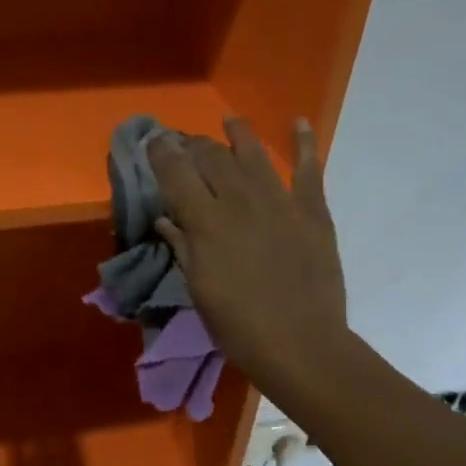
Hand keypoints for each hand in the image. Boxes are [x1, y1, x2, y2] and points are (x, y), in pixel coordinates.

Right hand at [148, 118, 349, 408]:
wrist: (301, 344)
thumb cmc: (238, 326)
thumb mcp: (198, 288)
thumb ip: (182, 246)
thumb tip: (165, 218)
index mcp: (205, 222)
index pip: (175, 173)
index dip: (161, 152)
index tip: (153, 141)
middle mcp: (239, 201)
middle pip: (211, 157)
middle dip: (194, 144)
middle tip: (185, 143)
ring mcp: (279, 201)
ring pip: (254, 154)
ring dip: (238, 134)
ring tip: (229, 121)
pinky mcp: (312, 211)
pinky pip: (309, 169)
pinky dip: (304, 143)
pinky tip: (298, 122)